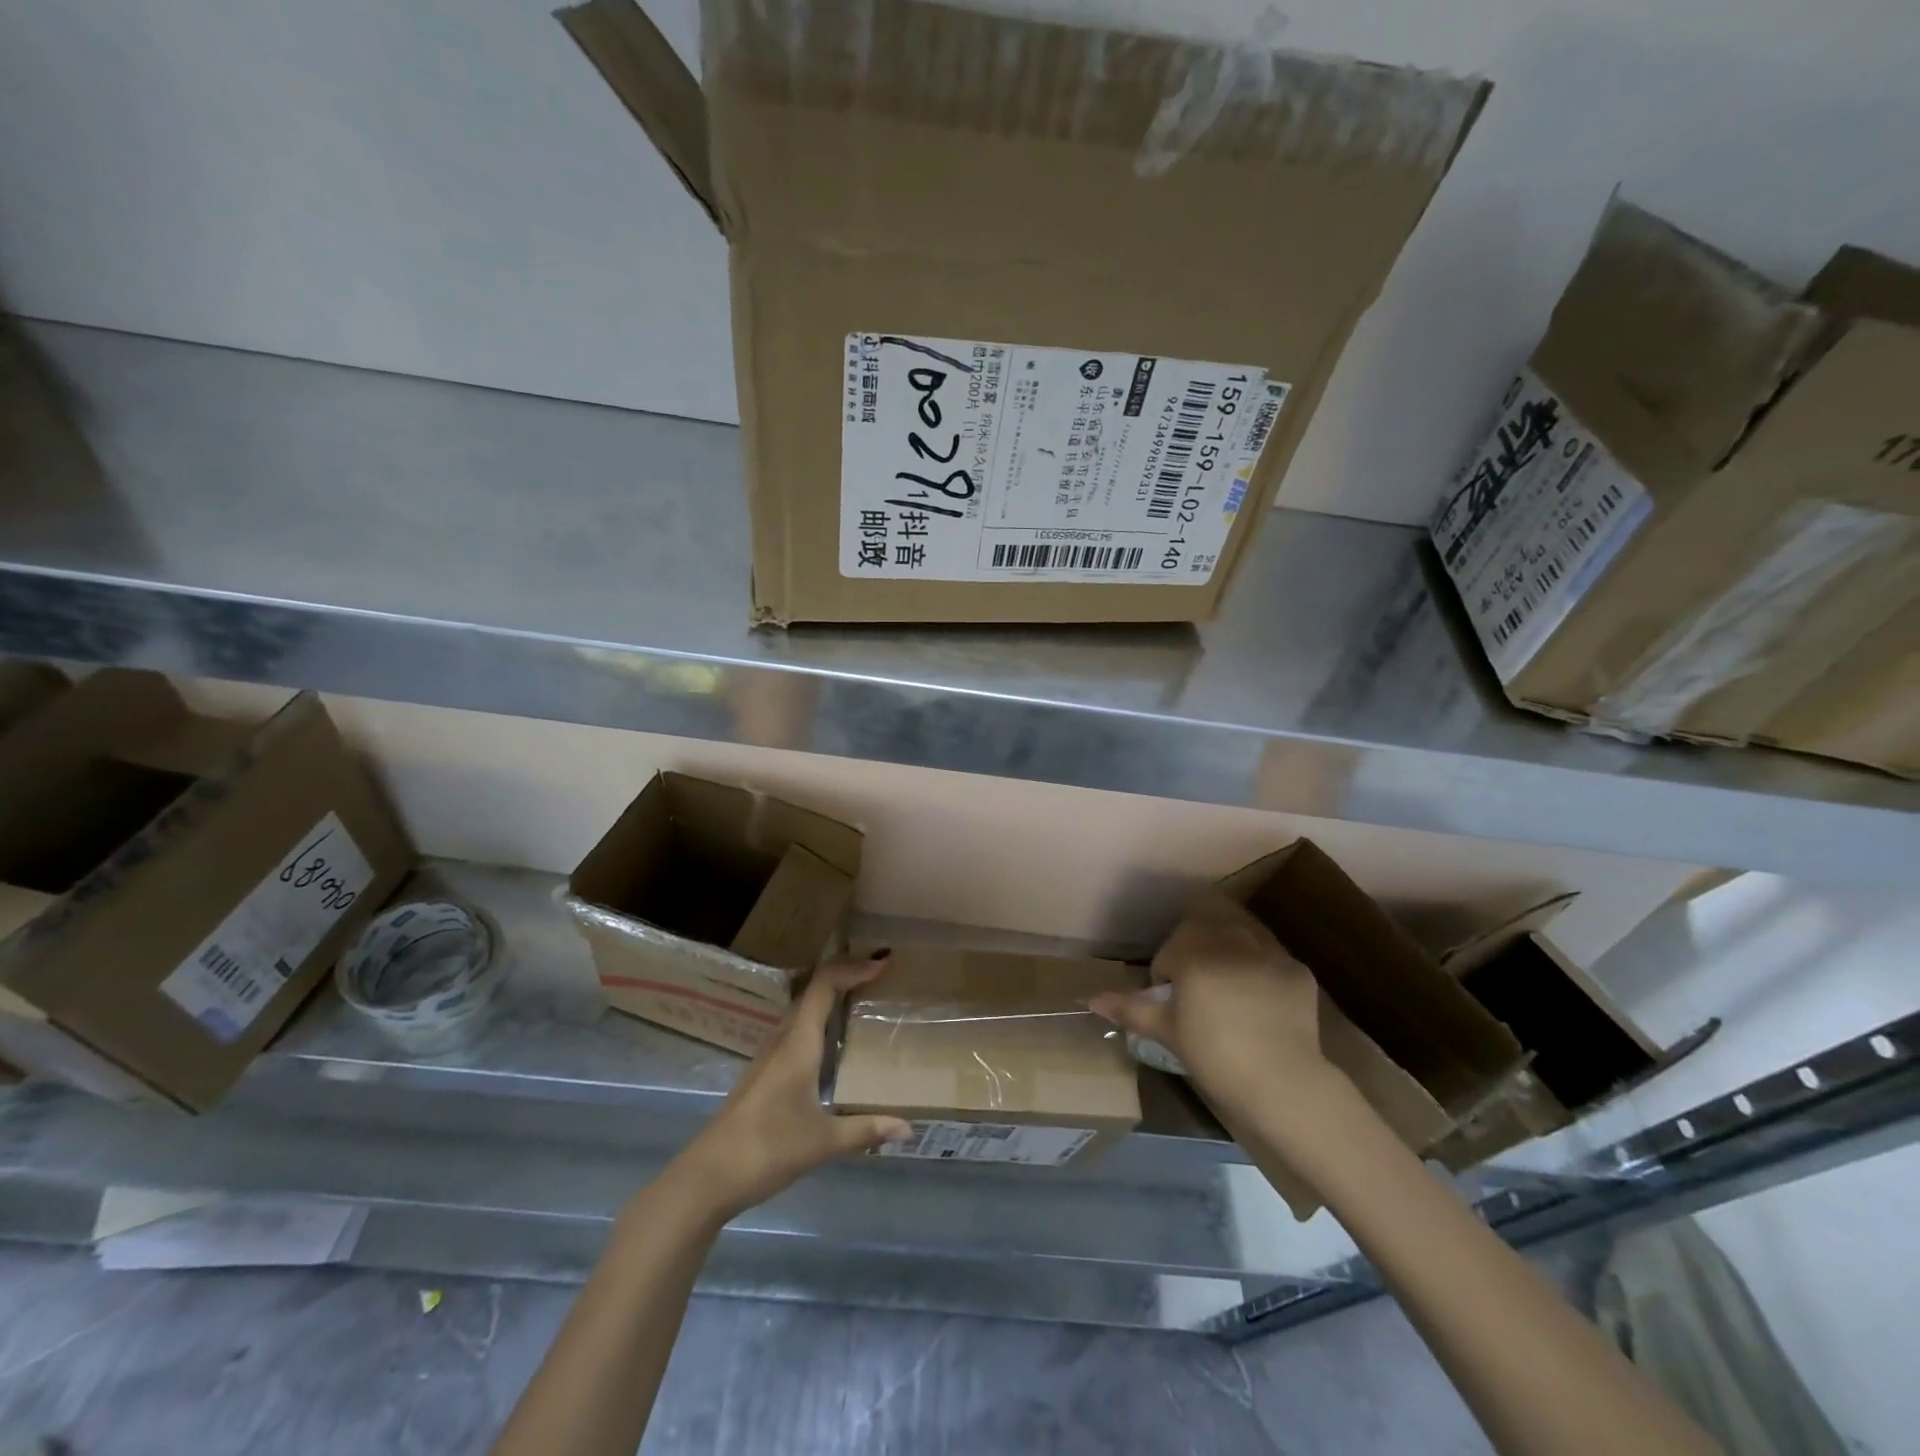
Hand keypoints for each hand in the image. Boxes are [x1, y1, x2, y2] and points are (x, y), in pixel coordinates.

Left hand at [669, 953, 910, 1222]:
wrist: (708, 1176)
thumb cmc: (767, 1149)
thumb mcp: (823, 1142)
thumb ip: (866, 1131)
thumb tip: (909, 1128)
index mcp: (798, 1043)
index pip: (824, 985)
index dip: (853, 967)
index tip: (884, 963)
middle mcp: (783, 1039)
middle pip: (813, 990)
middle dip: (846, 975)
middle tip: (880, 977)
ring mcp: (770, 1055)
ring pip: (803, 1010)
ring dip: (831, 997)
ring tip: (863, 1001)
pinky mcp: (764, 1072)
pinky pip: (797, 1030)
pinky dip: (819, 1021)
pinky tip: (834, 1044)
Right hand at [1088, 890, 1329, 1120]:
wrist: (1283, 1083)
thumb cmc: (1215, 1057)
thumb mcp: (1168, 1032)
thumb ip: (1131, 1009)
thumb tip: (1093, 999)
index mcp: (1194, 954)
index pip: (1170, 949)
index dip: (1166, 972)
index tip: (1171, 999)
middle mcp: (1231, 942)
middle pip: (1204, 930)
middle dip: (1196, 950)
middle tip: (1198, 987)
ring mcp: (1269, 953)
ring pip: (1240, 935)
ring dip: (1229, 951)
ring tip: (1230, 986)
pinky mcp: (1297, 970)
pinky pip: (1271, 958)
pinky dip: (1261, 970)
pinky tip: (1262, 1000)